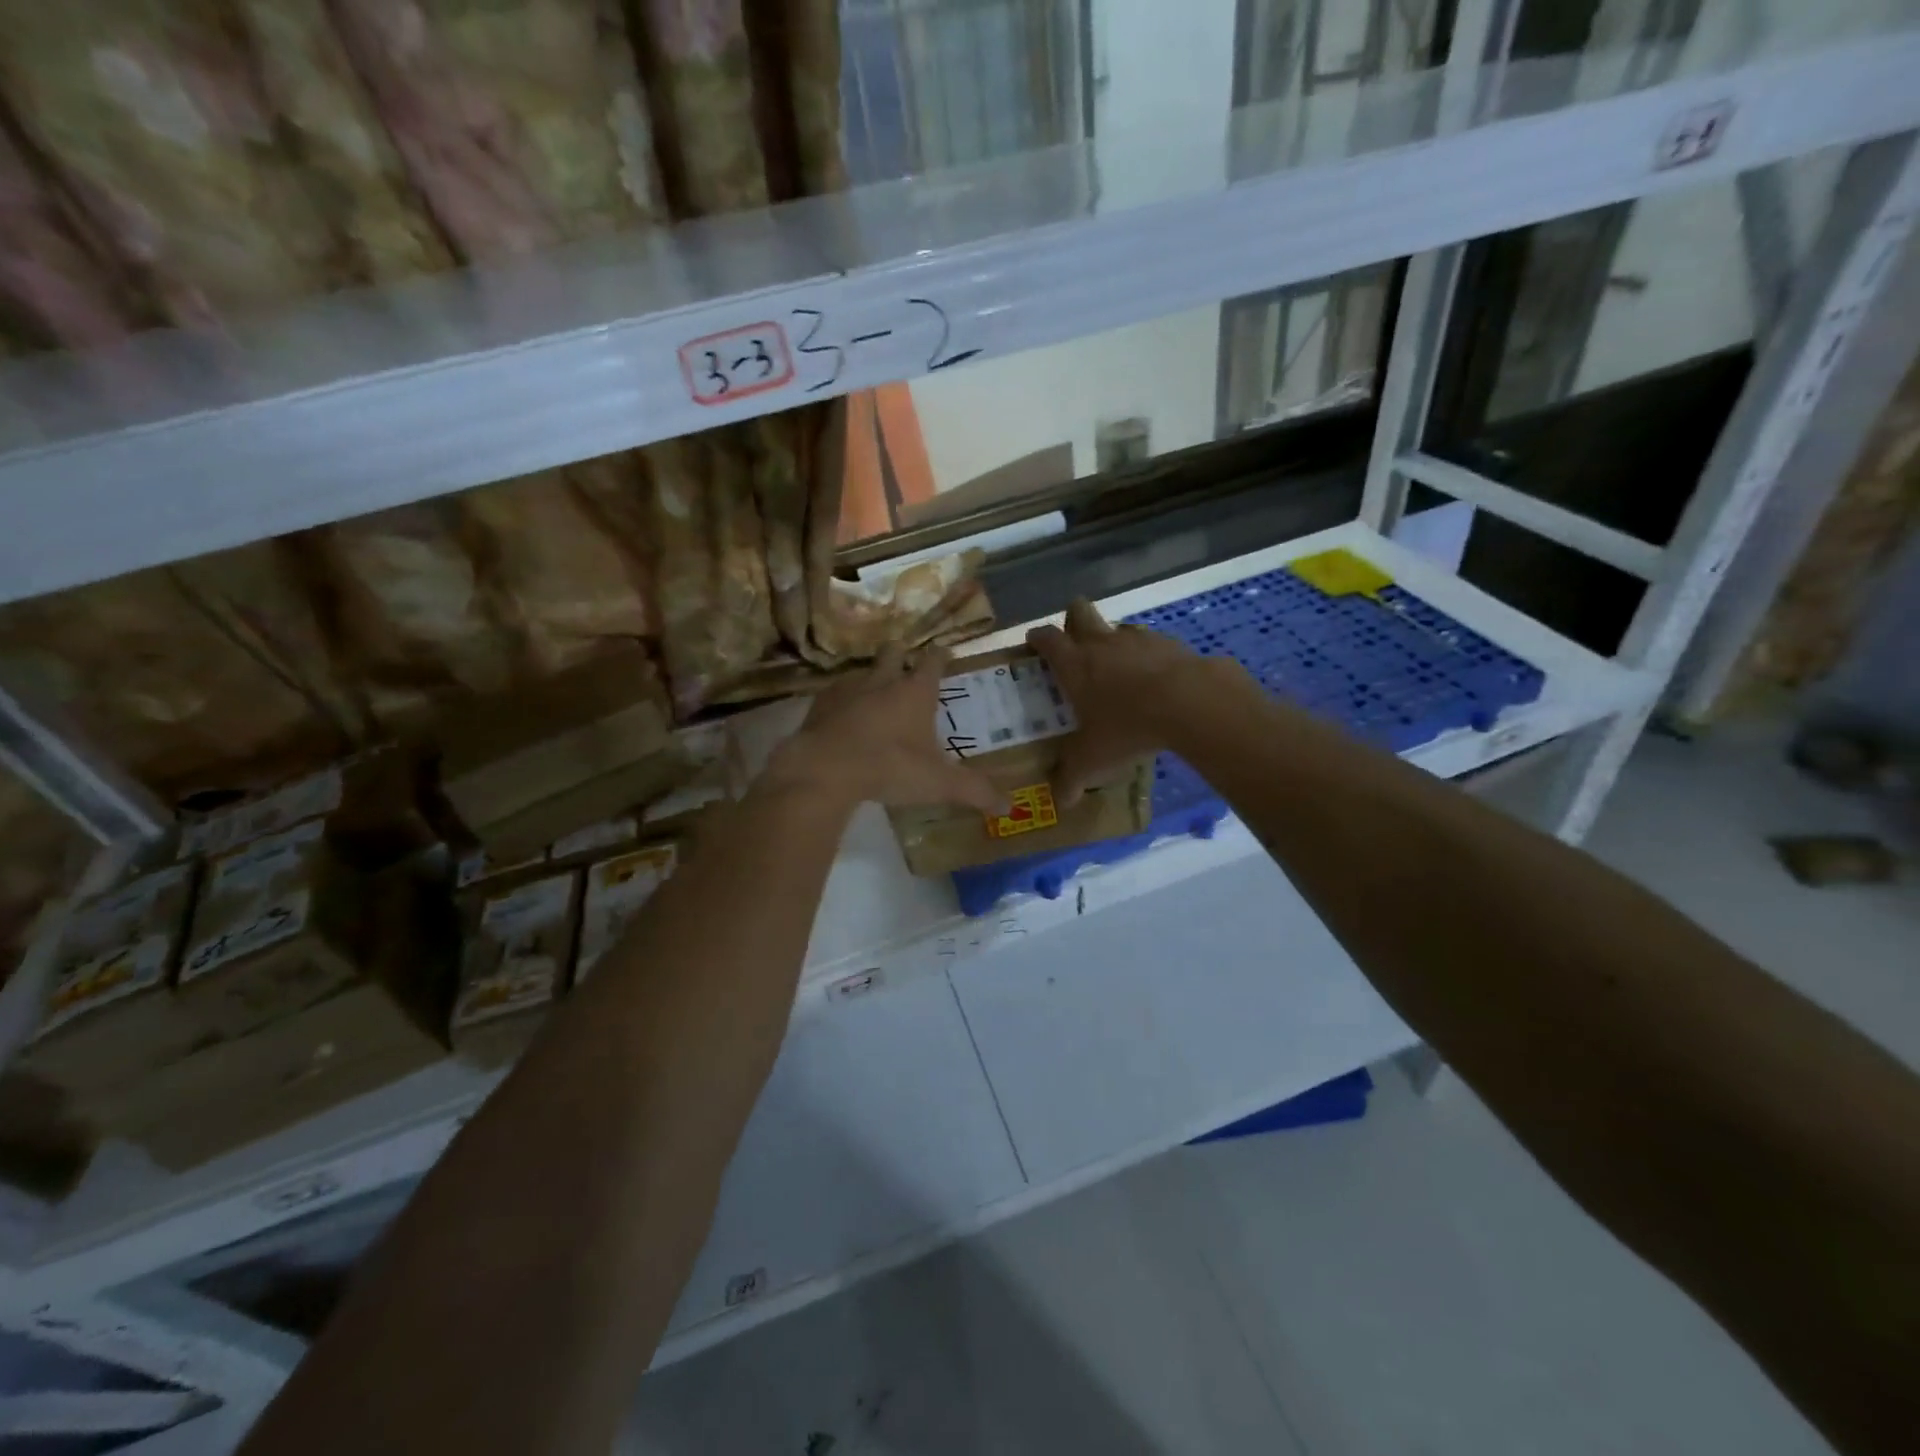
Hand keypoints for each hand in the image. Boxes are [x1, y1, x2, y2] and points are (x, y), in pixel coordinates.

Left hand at [765, 644, 1007, 814]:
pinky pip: (834, 694)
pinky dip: (842, 702)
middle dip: (901, 654)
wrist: (825, 769)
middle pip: (893, 652)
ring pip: (862, 671)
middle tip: (905, 662)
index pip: (933, 662)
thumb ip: (974, 792)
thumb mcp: (939, 784)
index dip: (940, 656)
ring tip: (874, 693)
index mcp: (915, 692)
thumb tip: (1010, 807)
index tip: (944, 652)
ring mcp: (847, 689)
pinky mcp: (819, 705)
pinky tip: (842, 718)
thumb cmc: (890, 768)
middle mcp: (882, 680)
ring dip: (870, 678)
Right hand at [1027, 599, 1229, 806]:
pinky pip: (1153, 645)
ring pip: (1118, 628)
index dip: (1038, 638)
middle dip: (1073, 620)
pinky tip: (1158, 685)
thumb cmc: (1127, 726)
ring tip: (1120, 672)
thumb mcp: (1093, 759)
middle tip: (1075, 644)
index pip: (1046, 638)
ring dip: (1115, 642)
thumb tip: (1060, 801)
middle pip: (1079, 611)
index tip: (1034, 644)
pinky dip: (1150, 659)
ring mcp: (1139, 639)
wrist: (1190, 704)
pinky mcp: (1172, 645)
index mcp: (1075, 663)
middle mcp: (1102, 643)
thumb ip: (1072, 778)